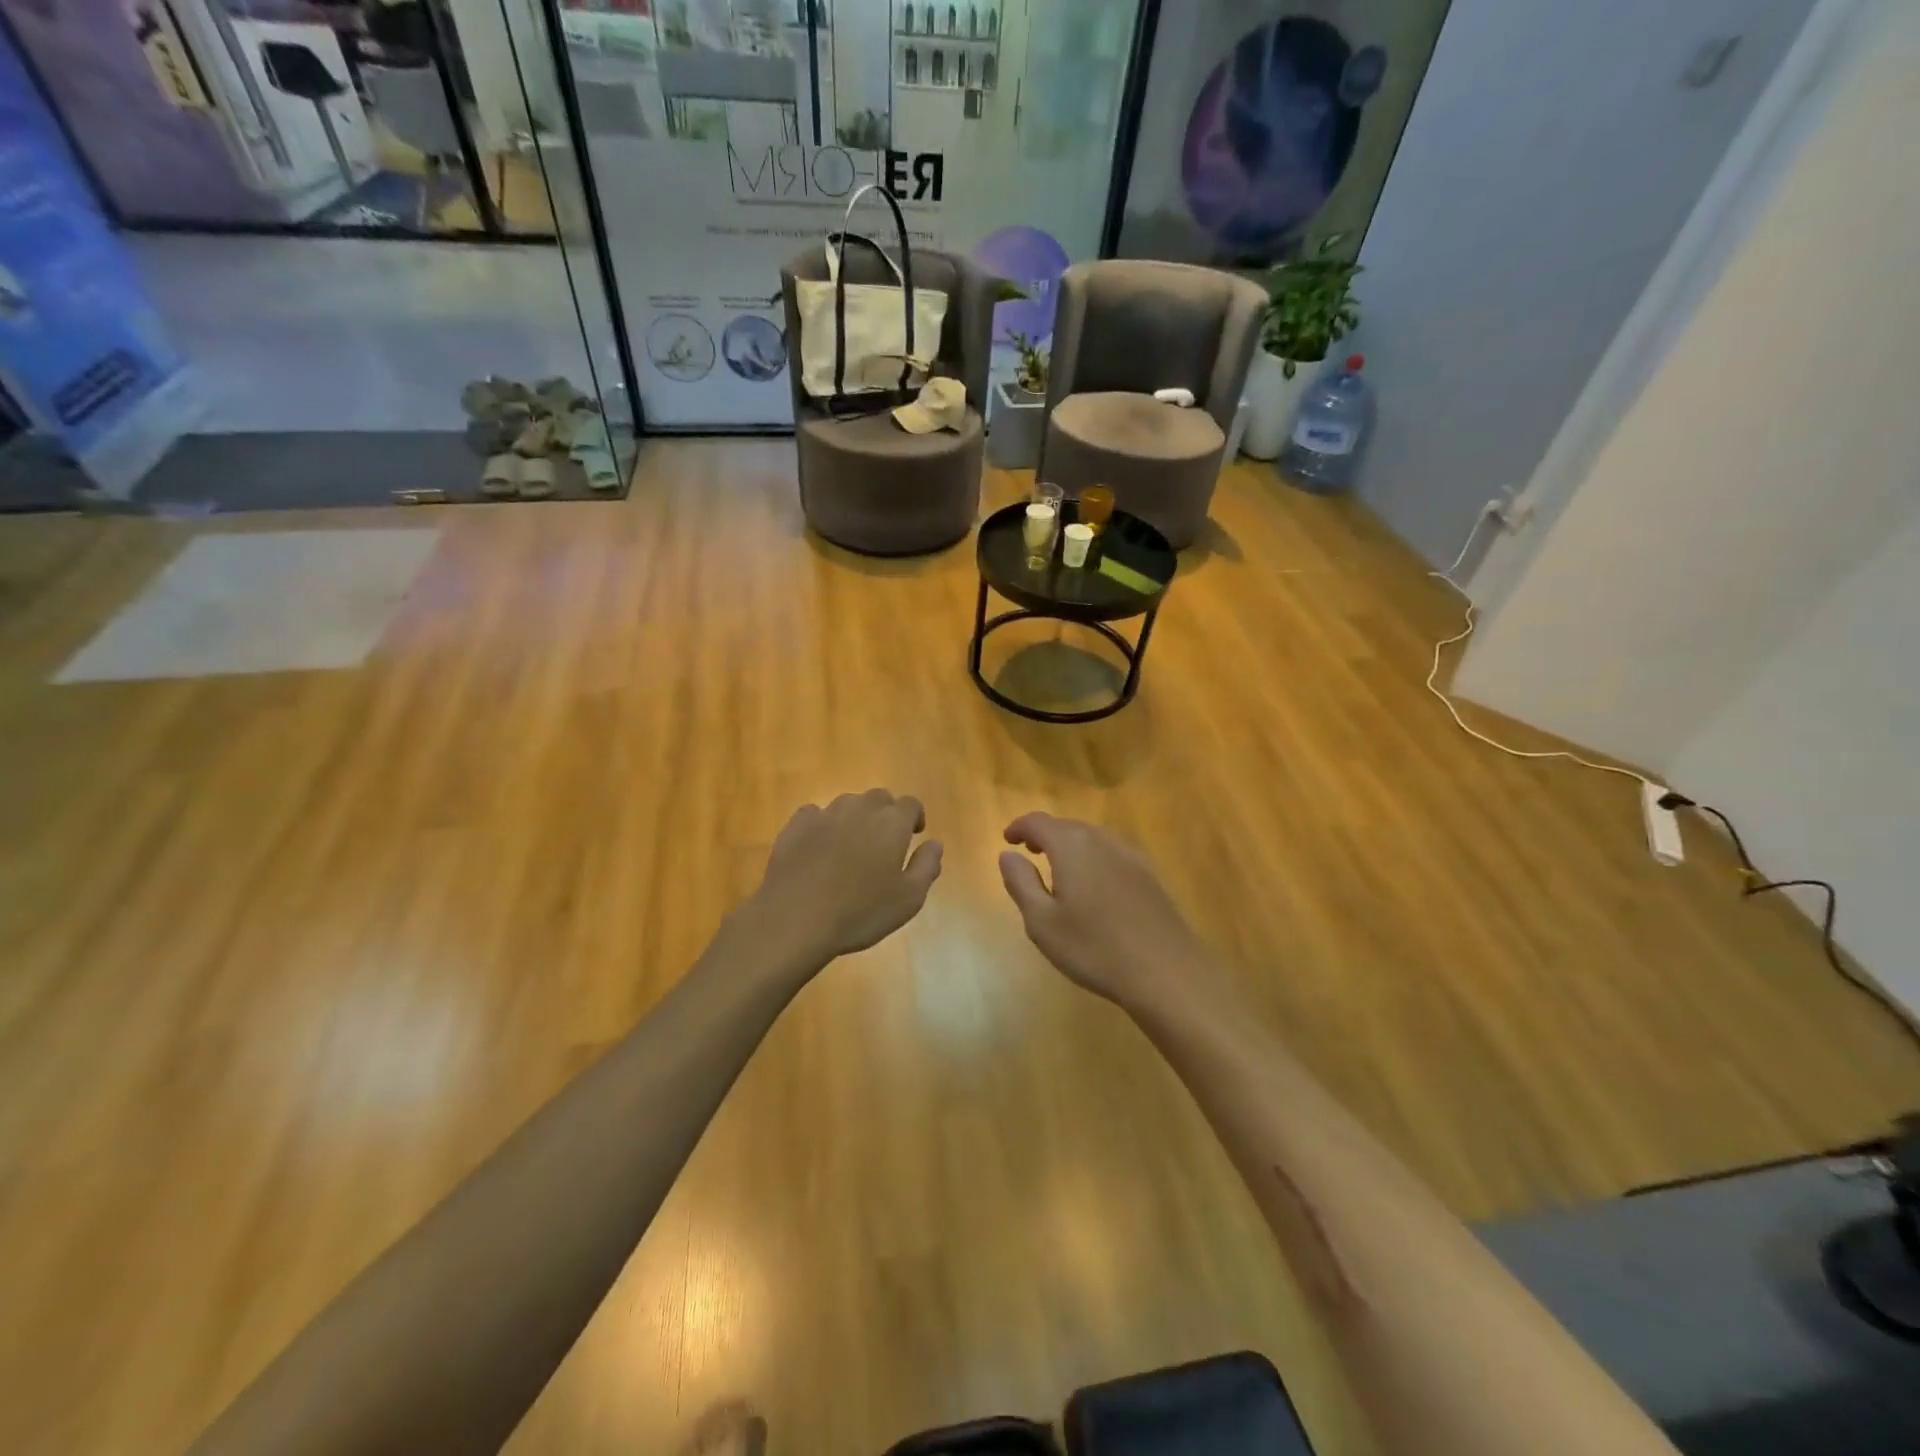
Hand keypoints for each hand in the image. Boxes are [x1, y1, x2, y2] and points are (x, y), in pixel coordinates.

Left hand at [744, 790, 942, 969]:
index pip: (911, 804)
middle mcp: (860, 808)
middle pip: (879, 799)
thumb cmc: (861, 912)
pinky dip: (822, 825)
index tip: (914, 835)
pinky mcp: (795, 826)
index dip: (915, 817)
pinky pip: (815, 815)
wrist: (795, 918)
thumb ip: (927, 866)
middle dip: (886, 814)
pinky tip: (819, 848)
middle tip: (884, 843)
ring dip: (855, 818)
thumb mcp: (909, 899)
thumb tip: (935, 843)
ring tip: (851, 847)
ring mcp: (825, 814)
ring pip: (847, 804)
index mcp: (892, 822)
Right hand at [998, 813, 1218, 1011]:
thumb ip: (1021, 882)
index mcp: (1071, 846)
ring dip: (1070, 845)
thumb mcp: (1042, 922)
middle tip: (1029, 852)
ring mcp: (1130, 855)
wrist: (1165, 971)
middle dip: (1045, 835)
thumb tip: (1008, 854)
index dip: (1020, 827)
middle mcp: (1101, 840)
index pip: (1039, 822)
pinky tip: (1094, 883)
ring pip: (1092, 837)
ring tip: (1058, 867)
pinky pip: (1112, 853)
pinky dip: (1094, 856)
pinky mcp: (1150, 874)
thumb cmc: (1094, 948)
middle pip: (1067, 826)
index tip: (1008, 839)